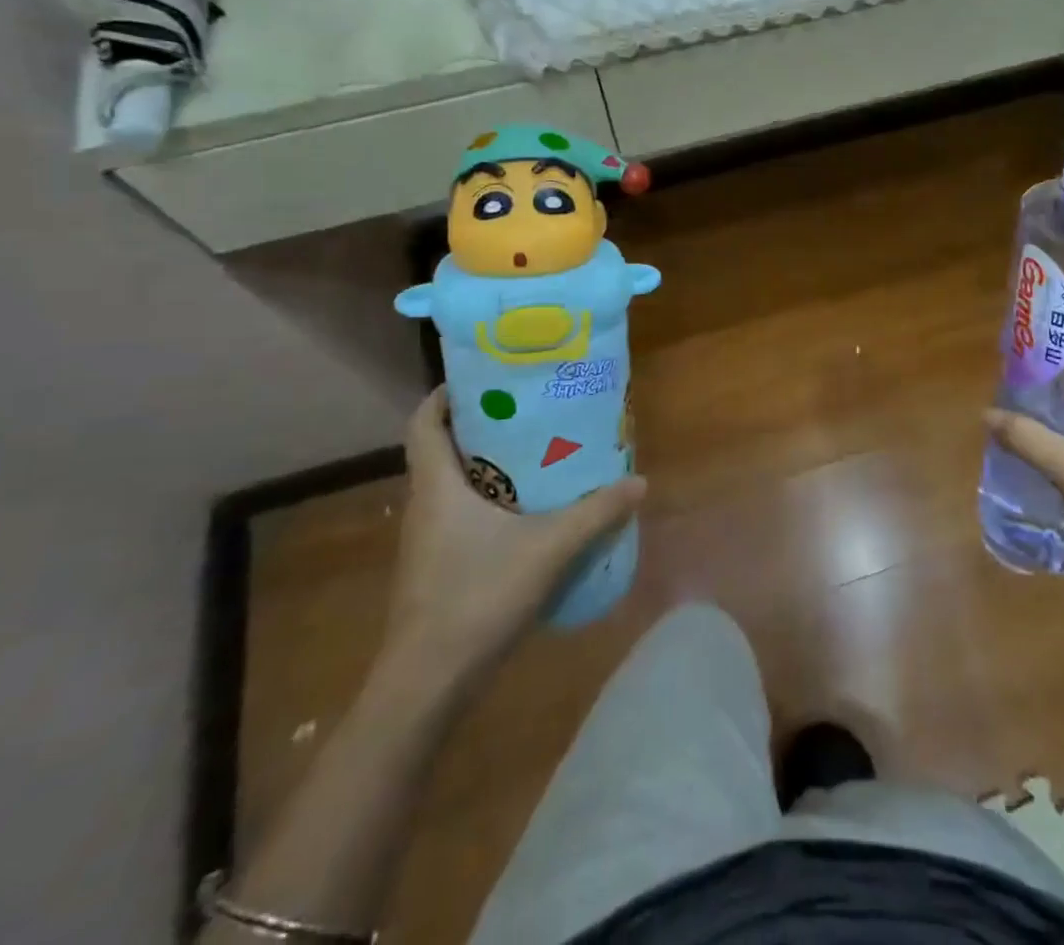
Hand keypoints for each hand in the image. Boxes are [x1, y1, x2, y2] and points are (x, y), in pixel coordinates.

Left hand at [381, 388, 645, 691]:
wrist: (427, 684)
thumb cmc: (477, 596)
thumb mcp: (549, 548)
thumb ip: (595, 514)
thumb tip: (639, 482)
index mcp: (437, 486)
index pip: (423, 422)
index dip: (445, 395)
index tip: (482, 379)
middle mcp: (425, 505)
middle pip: (443, 449)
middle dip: (481, 426)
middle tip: (528, 411)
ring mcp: (427, 541)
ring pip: (453, 485)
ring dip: (487, 466)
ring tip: (536, 455)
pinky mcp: (436, 569)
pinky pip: (461, 516)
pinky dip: (489, 502)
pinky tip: (527, 515)